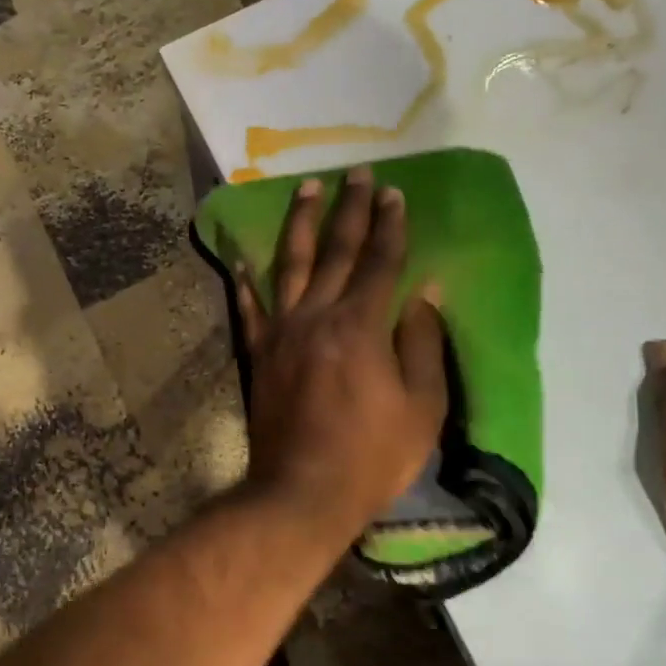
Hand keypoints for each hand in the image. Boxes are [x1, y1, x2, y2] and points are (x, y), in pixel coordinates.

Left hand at [234, 166, 446, 544]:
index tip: (393, 192)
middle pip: (336, 252)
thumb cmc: (372, 457)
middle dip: (349, 209)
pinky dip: (245, 282)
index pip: (380, 263)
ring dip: (299, 225)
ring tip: (304, 189)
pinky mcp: (258, 355)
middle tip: (355, 173)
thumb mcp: (421, 408)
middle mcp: (316, 317)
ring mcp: (281, 334)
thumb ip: (422, 344)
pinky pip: (250, 309)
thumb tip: (424, 293)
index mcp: (361, 327)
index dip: (390, 226)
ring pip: (289, 266)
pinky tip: (240, 258)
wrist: (302, 492)